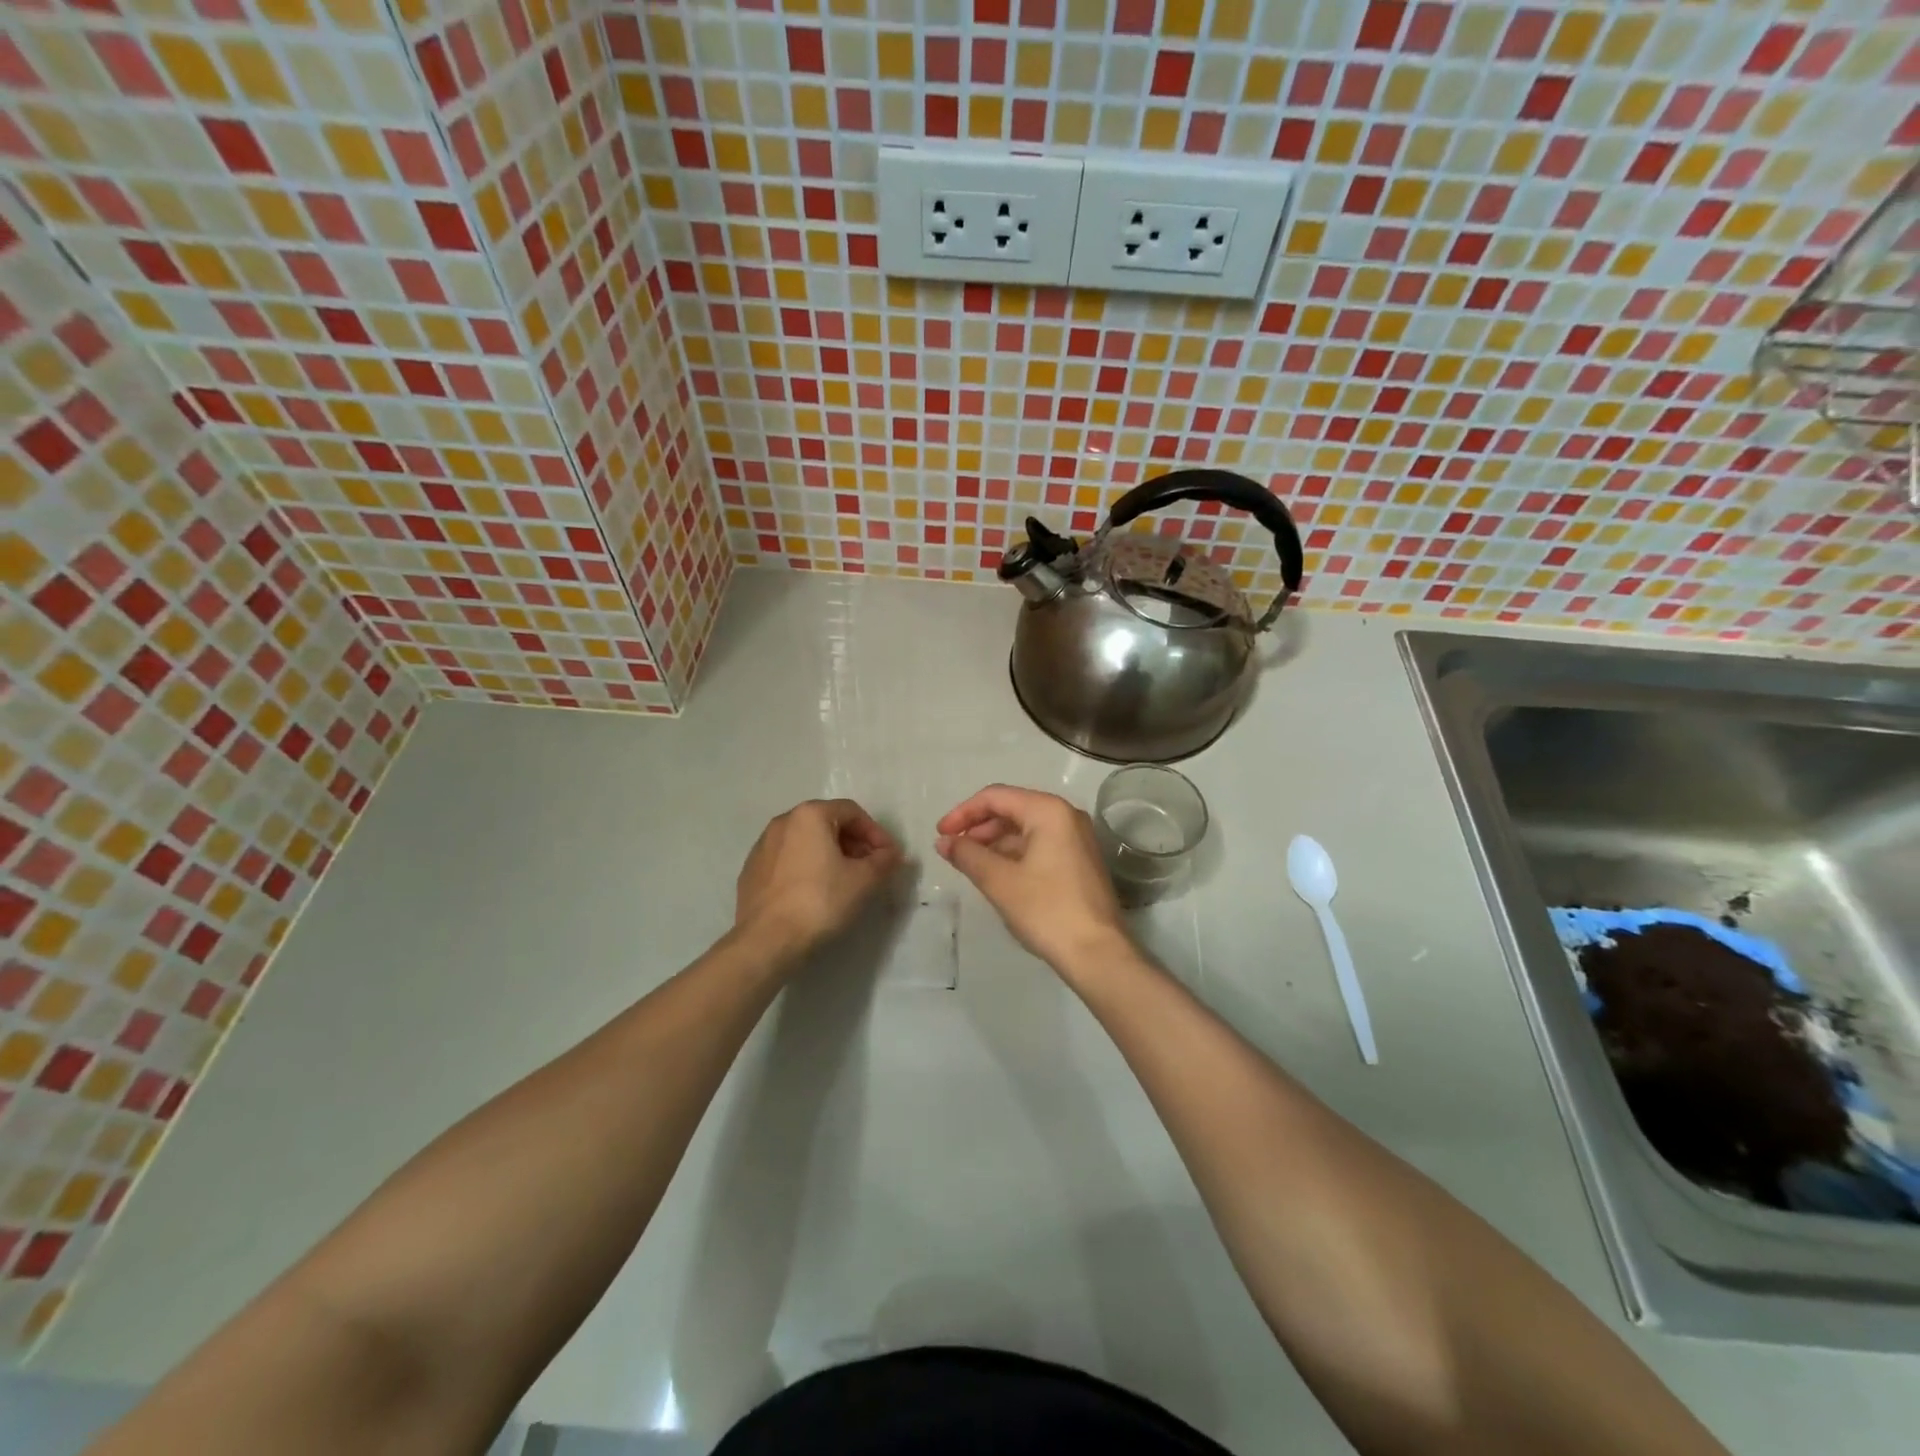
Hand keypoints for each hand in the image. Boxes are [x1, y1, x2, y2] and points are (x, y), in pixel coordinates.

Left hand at [735, 799, 901, 960]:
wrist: (766, 941)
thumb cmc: (820, 901)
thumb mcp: (864, 880)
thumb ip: (884, 861)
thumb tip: (892, 854)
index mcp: (809, 815)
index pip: (852, 812)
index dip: (876, 833)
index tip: (889, 857)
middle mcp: (782, 822)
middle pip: (828, 823)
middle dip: (854, 843)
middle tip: (870, 868)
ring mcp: (762, 846)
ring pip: (806, 842)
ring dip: (830, 855)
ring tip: (845, 881)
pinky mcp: (751, 871)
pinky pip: (788, 860)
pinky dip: (807, 868)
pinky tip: (815, 893)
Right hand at [935, 785, 1128, 972]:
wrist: (1098, 953)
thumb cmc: (1046, 910)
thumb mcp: (999, 881)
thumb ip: (968, 855)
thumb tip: (944, 842)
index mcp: (1048, 810)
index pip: (995, 797)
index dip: (963, 813)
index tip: (940, 834)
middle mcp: (1065, 815)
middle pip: (1011, 809)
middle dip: (978, 827)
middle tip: (952, 851)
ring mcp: (1076, 838)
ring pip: (1025, 828)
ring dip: (994, 842)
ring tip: (969, 864)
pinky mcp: (1078, 860)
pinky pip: (1039, 844)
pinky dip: (1013, 854)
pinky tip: (996, 874)